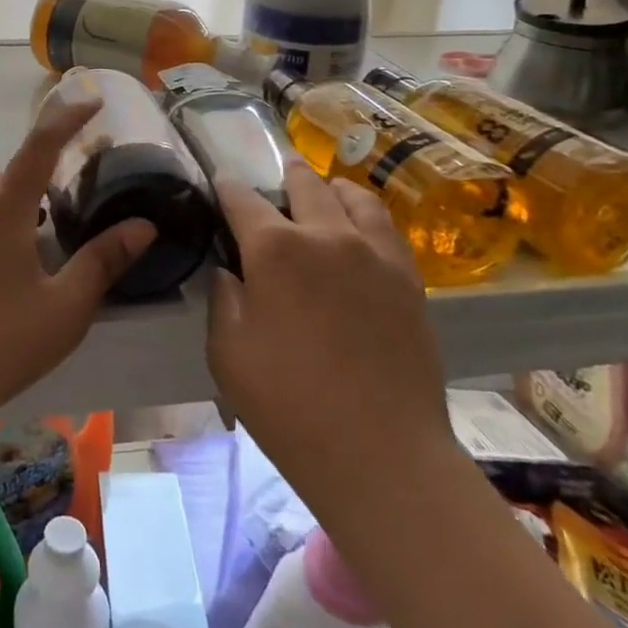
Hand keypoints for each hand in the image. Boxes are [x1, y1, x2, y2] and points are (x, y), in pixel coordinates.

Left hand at [0, 99, 155, 443]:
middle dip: (41, 178)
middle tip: (69, 208)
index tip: (92, 99)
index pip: (40, 145)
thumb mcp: (63, 310)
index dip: (68, 117)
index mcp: (2, 211)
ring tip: (37, 251)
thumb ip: (103, 262)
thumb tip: (142, 225)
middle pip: (9, 176)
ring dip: (13, 209)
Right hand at [207, 166, 452, 492]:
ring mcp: (373, 253)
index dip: (226, 187)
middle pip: (304, 185)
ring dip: (330, 188)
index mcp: (274, 249)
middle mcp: (326, 235)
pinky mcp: (407, 277)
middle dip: (285, 174)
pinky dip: (365, 213)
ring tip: (323, 191)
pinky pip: (385, 226)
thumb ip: (224, 299)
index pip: (242, 199)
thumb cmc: (288, 404)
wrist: (380, 453)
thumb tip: (230, 270)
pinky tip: (359, 227)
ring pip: (352, 196)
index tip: (219, 181)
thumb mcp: (227, 353)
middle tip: (277, 177)